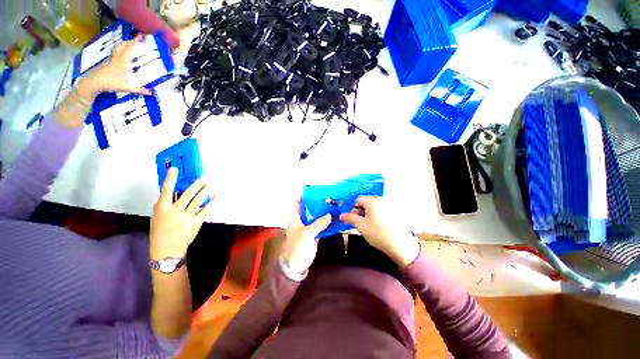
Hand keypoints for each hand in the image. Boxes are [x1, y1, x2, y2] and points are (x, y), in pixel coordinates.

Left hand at [79, 35, 151, 98]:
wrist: (94, 82)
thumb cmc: (111, 83)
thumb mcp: (127, 88)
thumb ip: (139, 90)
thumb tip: (151, 93)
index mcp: (122, 61)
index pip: (129, 49)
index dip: (135, 42)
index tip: (140, 37)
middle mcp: (116, 58)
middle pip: (122, 46)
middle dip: (129, 42)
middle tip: (135, 40)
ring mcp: (110, 60)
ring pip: (117, 49)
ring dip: (123, 46)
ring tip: (128, 45)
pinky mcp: (106, 63)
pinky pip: (114, 55)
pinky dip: (119, 52)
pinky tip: (121, 56)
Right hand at [150, 167, 213, 258]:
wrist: (167, 249)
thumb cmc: (160, 231)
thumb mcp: (158, 216)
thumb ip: (166, 204)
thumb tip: (175, 192)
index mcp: (162, 208)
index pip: (166, 190)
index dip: (170, 179)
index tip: (175, 169)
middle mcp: (174, 211)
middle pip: (187, 194)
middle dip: (197, 185)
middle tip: (205, 178)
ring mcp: (186, 217)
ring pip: (197, 200)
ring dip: (206, 191)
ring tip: (212, 185)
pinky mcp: (195, 222)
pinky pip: (205, 210)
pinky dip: (212, 203)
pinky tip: (216, 198)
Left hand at [282, 203, 331, 274]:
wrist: (296, 264)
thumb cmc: (298, 246)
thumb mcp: (307, 233)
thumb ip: (319, 223)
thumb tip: (330, 215)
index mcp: (295, 217)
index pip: (298, 202)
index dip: (304, 196)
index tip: (315, 191)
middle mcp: (301, 219)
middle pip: (309, 208)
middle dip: (317, 203)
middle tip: (329, 197)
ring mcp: (308, 226)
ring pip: (316, 216)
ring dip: (323, 212)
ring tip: (334, 205)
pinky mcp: (314, 233)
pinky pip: (320, 225)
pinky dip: (326, 221)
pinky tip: (334, 218)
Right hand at [340, 196, 419, 267]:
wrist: (400, 245)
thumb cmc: (377, 233)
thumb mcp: (361, 225)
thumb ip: (350, 218)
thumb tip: (341, 215)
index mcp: (372, 201)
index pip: (358, 199)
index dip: (354, 208)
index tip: (355, 219)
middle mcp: (381, 199)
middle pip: (366, 202)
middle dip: (361, 211)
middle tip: (361, 223)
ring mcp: (389, 205)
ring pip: (374, 207)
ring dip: (369, 214)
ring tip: (370, 226)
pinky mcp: (395, 212)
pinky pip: (381, 210)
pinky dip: (377, 215)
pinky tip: (379, 226)